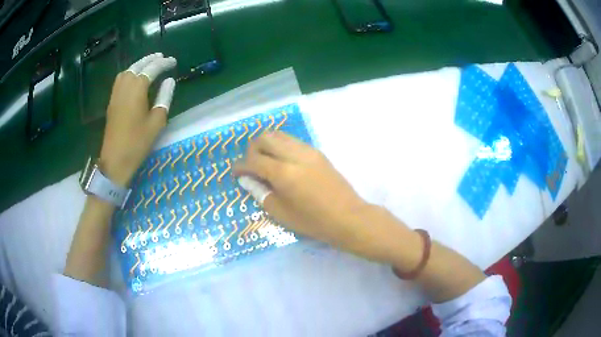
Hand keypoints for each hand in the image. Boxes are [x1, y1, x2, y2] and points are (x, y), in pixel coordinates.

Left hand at [99, 53, 176, 185]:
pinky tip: (134, 77)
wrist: (115, 160)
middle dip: (150, 59)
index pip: (152, 68)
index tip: (173, 61)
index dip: (163, 63)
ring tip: (149, 64)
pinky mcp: (112, 102)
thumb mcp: (157, 122)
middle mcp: (125, 86)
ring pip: (127, 71)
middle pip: (137, 65)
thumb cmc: (137, 142)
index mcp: (137, 88)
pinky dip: (129, 72)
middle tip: (162, 57)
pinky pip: (120, 79)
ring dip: (138, 64)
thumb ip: (164, 98)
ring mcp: (116, 93)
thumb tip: (170, 81)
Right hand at [234, 132, 398, 261]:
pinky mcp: (317, 152)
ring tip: (265, 162)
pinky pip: (293, 141)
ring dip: (267, 144)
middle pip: (265, 137)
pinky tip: (282, 162)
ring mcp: (308, 151)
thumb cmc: (313, 221)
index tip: (236, 173)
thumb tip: (247, 179)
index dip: (240, 166)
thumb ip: (260, 192)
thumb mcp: (280, 213)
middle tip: (250, 165)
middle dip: (252, 149)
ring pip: (280, 135)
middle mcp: (294, 155)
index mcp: (283, 173)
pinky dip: (281, 146)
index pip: (253, 160)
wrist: (347, 217)